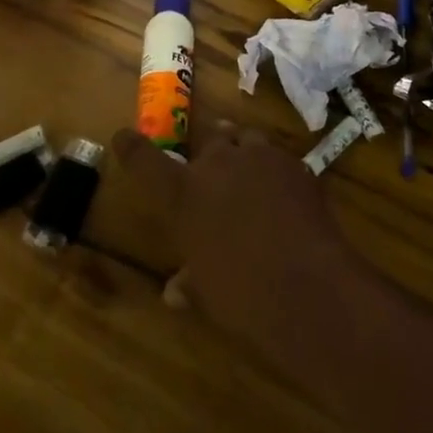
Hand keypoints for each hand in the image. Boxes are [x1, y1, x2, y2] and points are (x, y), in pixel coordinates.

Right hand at [113, 120, 359, 367]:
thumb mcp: (207, 294)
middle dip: (209, 153)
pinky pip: (278, 159)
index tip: (123, 136)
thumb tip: (175, 292)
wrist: (309, 287)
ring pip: (245, 139)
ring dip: (243, 152)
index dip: (132, 146)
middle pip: (207, 140)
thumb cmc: (243, 296)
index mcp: (183, 194)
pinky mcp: (295, 164)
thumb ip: (189, 283)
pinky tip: (284, 195)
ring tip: (249, 173)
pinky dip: (275, 171)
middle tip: (213, 171)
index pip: (144, 160)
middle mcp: (217, 164)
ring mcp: (259, 158)